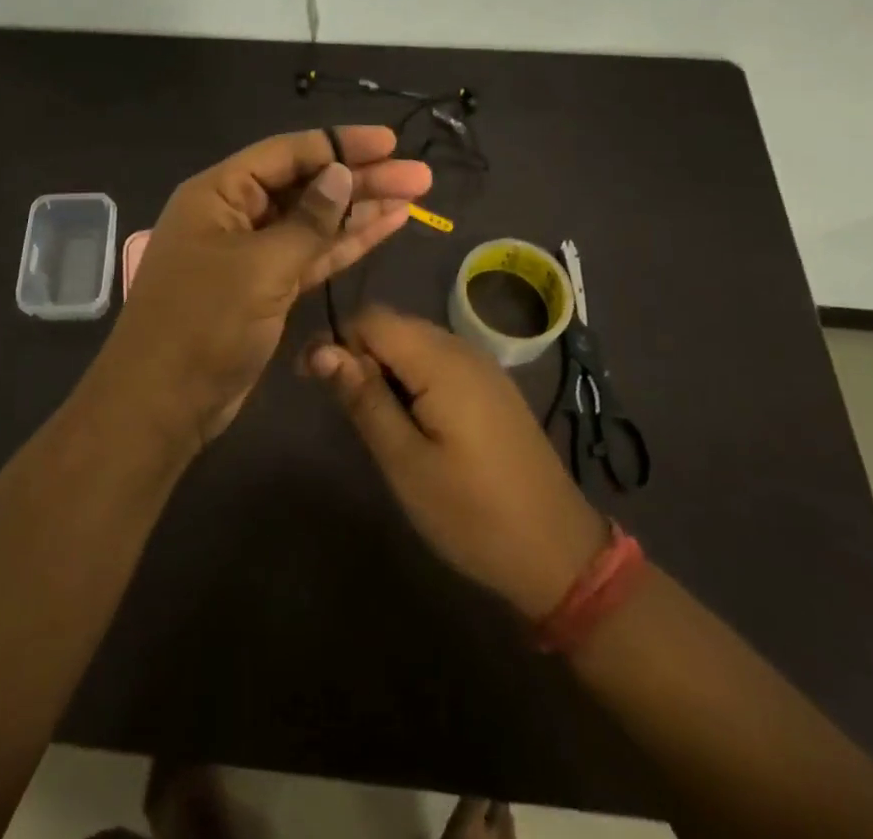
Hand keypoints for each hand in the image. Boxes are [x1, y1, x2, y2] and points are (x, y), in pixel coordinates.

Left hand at [103, 129, 431, 446]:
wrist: (164, 403)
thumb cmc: (204, 324)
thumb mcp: (259, 267)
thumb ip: (307, 222)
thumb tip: (340, 174)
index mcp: (218, 193)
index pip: (286, 153)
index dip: (339, 144)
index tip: (390, 142)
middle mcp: (234, 214)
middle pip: (305, 185)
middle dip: (360, 178)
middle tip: (418, 175)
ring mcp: (252, 253)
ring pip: (314, 221)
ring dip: (360, 209)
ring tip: (414, 196)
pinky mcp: (267, 287)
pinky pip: (312, 254)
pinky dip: (346, 243)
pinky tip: (385, 226)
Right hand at [306, 307, 608, 620]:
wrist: (559, 554)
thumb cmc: (472, 513)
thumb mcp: (405, 462)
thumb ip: (363, 399)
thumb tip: (321, 349)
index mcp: (441, 361)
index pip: (371, 318)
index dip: (337, 342)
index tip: (313, 382)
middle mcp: (463, 349)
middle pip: (393, 326)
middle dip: (360, 355)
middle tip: (343, 409)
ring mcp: (483, 367)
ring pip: (415, 343)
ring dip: (386, 369)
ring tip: (375, 421)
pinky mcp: (492, 387)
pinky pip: (439, 361)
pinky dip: (413, 379)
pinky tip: (413, 422)